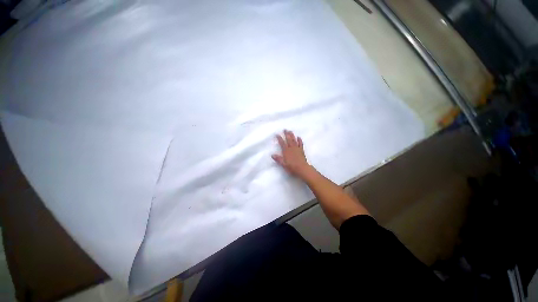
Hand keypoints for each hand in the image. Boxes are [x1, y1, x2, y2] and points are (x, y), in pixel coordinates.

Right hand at [272, 130, 312, 178]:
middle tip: (285, 129)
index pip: (282, 143)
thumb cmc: (292, 167)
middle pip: (288, 140)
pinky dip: (299, 140)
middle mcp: (291, 148)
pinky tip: (299, 137)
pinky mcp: (301, 150)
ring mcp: (297, 148)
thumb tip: (272, 155)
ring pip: (294, 140)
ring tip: (290, 131)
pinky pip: (300, 144)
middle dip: (286, 134)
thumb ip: (278, 159)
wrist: (302, 168)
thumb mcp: (283, 164)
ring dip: (292, 135)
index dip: (279, 138)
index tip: (277, 134)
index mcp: (286, 151)